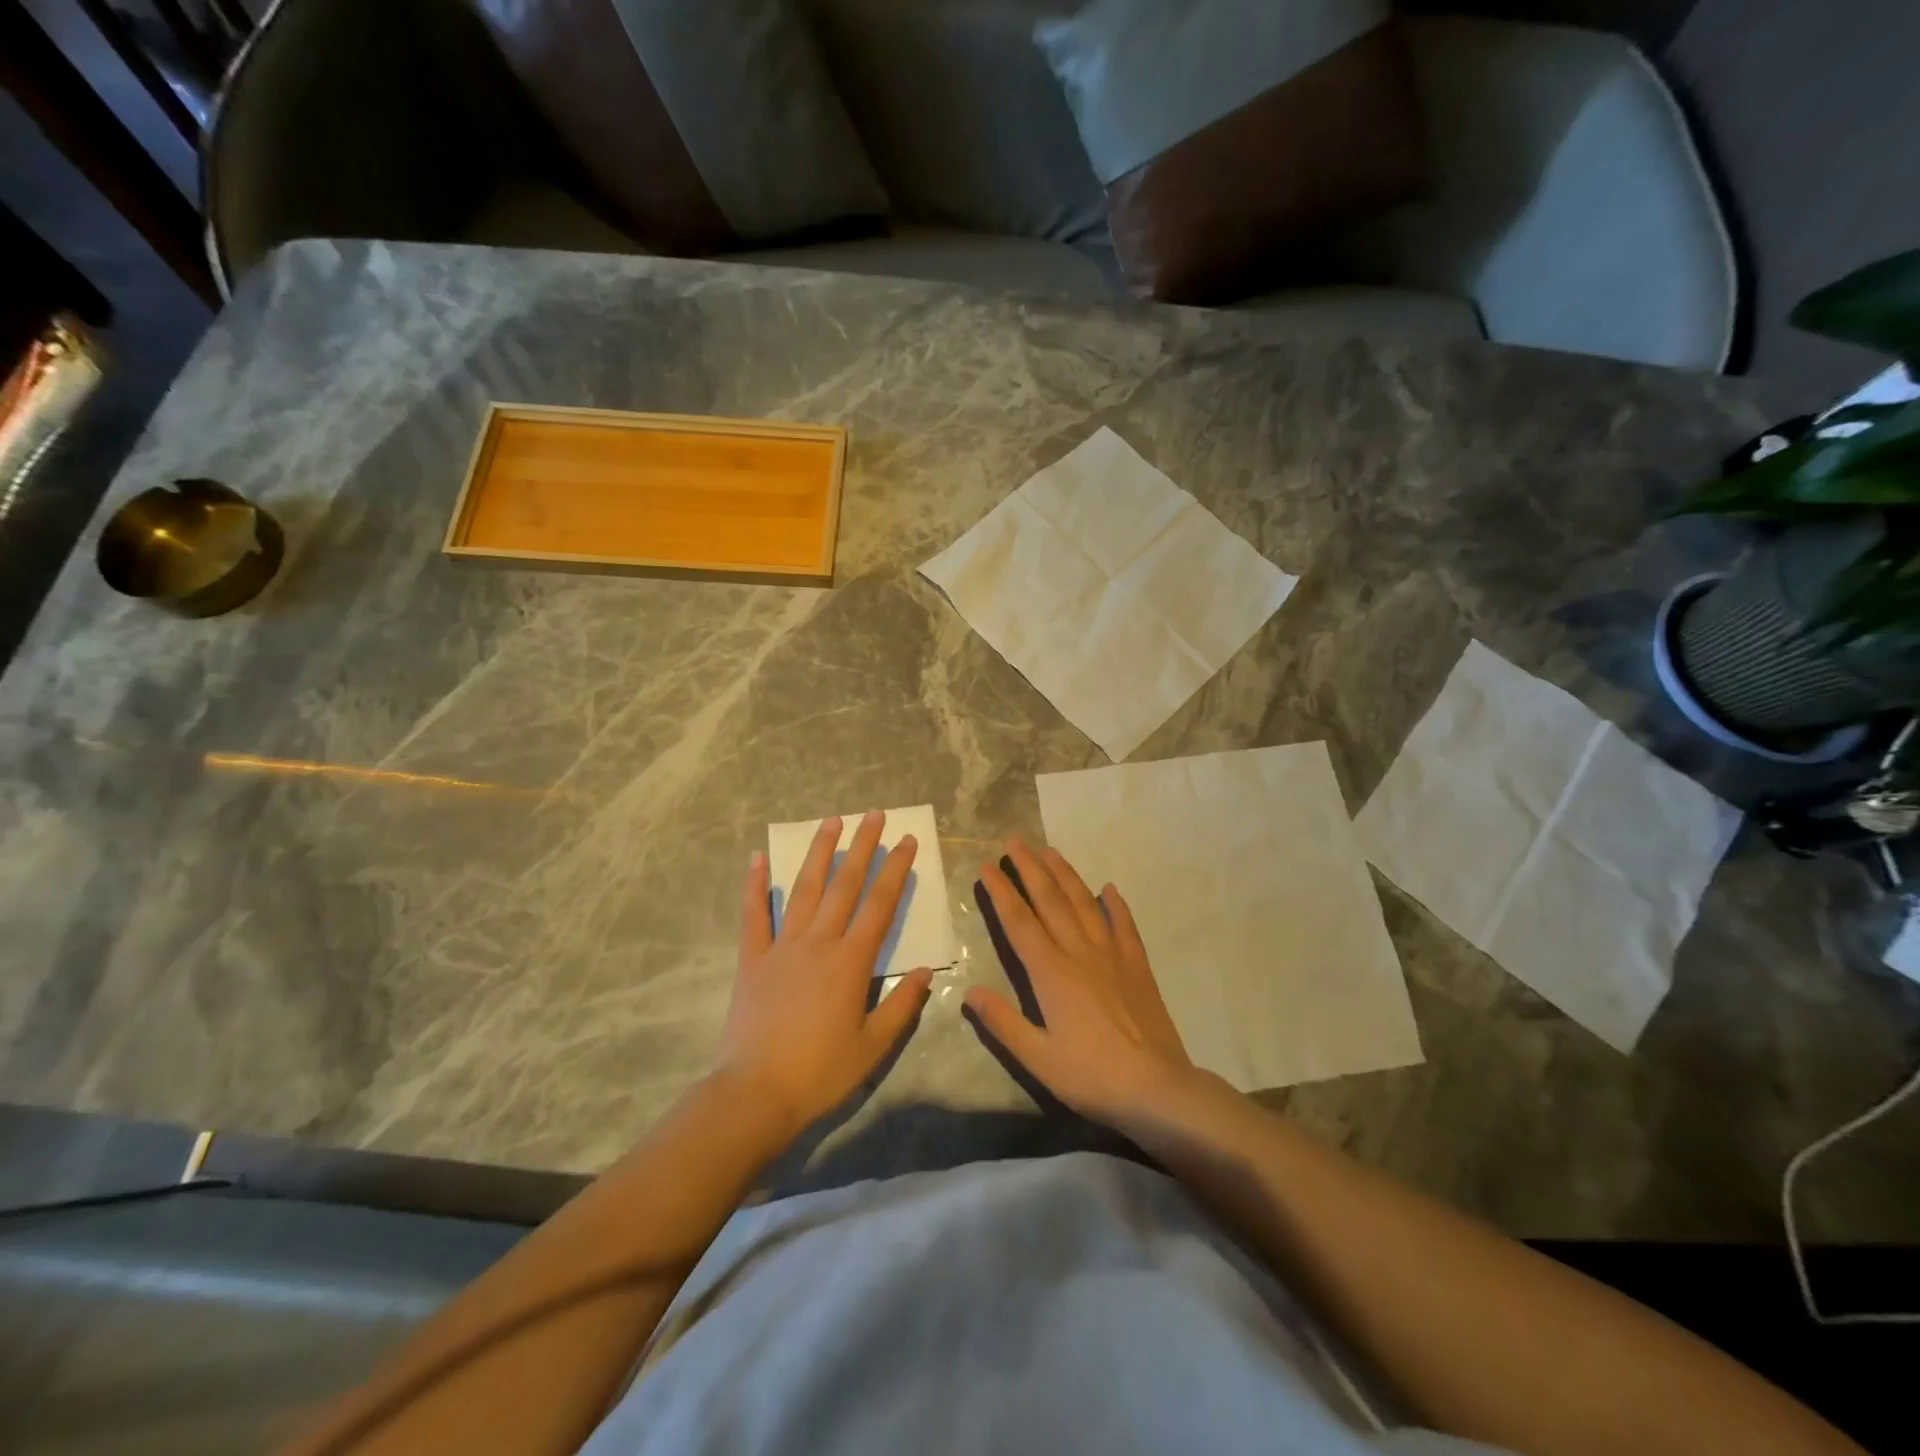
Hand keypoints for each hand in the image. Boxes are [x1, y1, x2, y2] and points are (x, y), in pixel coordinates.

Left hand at [714, 810, 933, 1147]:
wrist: (755, 1094)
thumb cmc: (821, 1072)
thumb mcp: (873, 1046)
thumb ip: (902, 1005)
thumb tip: (927, 971)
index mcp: (851, 961)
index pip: (880, 904)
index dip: (896, 869)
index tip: (906, 841)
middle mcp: (819, 942)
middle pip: (845, 884)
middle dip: (862, 846)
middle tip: (873, 814)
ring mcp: (782, 946)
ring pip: (803, 888)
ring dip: (819, 852)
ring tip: (831, 821)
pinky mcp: (752, 959)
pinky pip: (753, 915)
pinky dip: (754, 885)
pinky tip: (757, 858)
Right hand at [965, 837, 1195, 1129]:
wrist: (1158, 1089)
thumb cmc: (1092, 1076)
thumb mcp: (1038, 1058)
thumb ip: (1003, 1023)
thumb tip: (969, 991)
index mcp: (1051, 973)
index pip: (1019, 922)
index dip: (1001, 892)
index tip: (987, 866)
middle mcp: (1079, 953)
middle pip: (1050, 900)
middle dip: (1030, 868)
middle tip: (1014, 841)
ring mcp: (1112, 955)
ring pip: (1084, 903)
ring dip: (1065, 874)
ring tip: (1049, 851)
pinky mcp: (1137, 966)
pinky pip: (1124, 925)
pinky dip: (1115, 904)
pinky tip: (1109, 888)